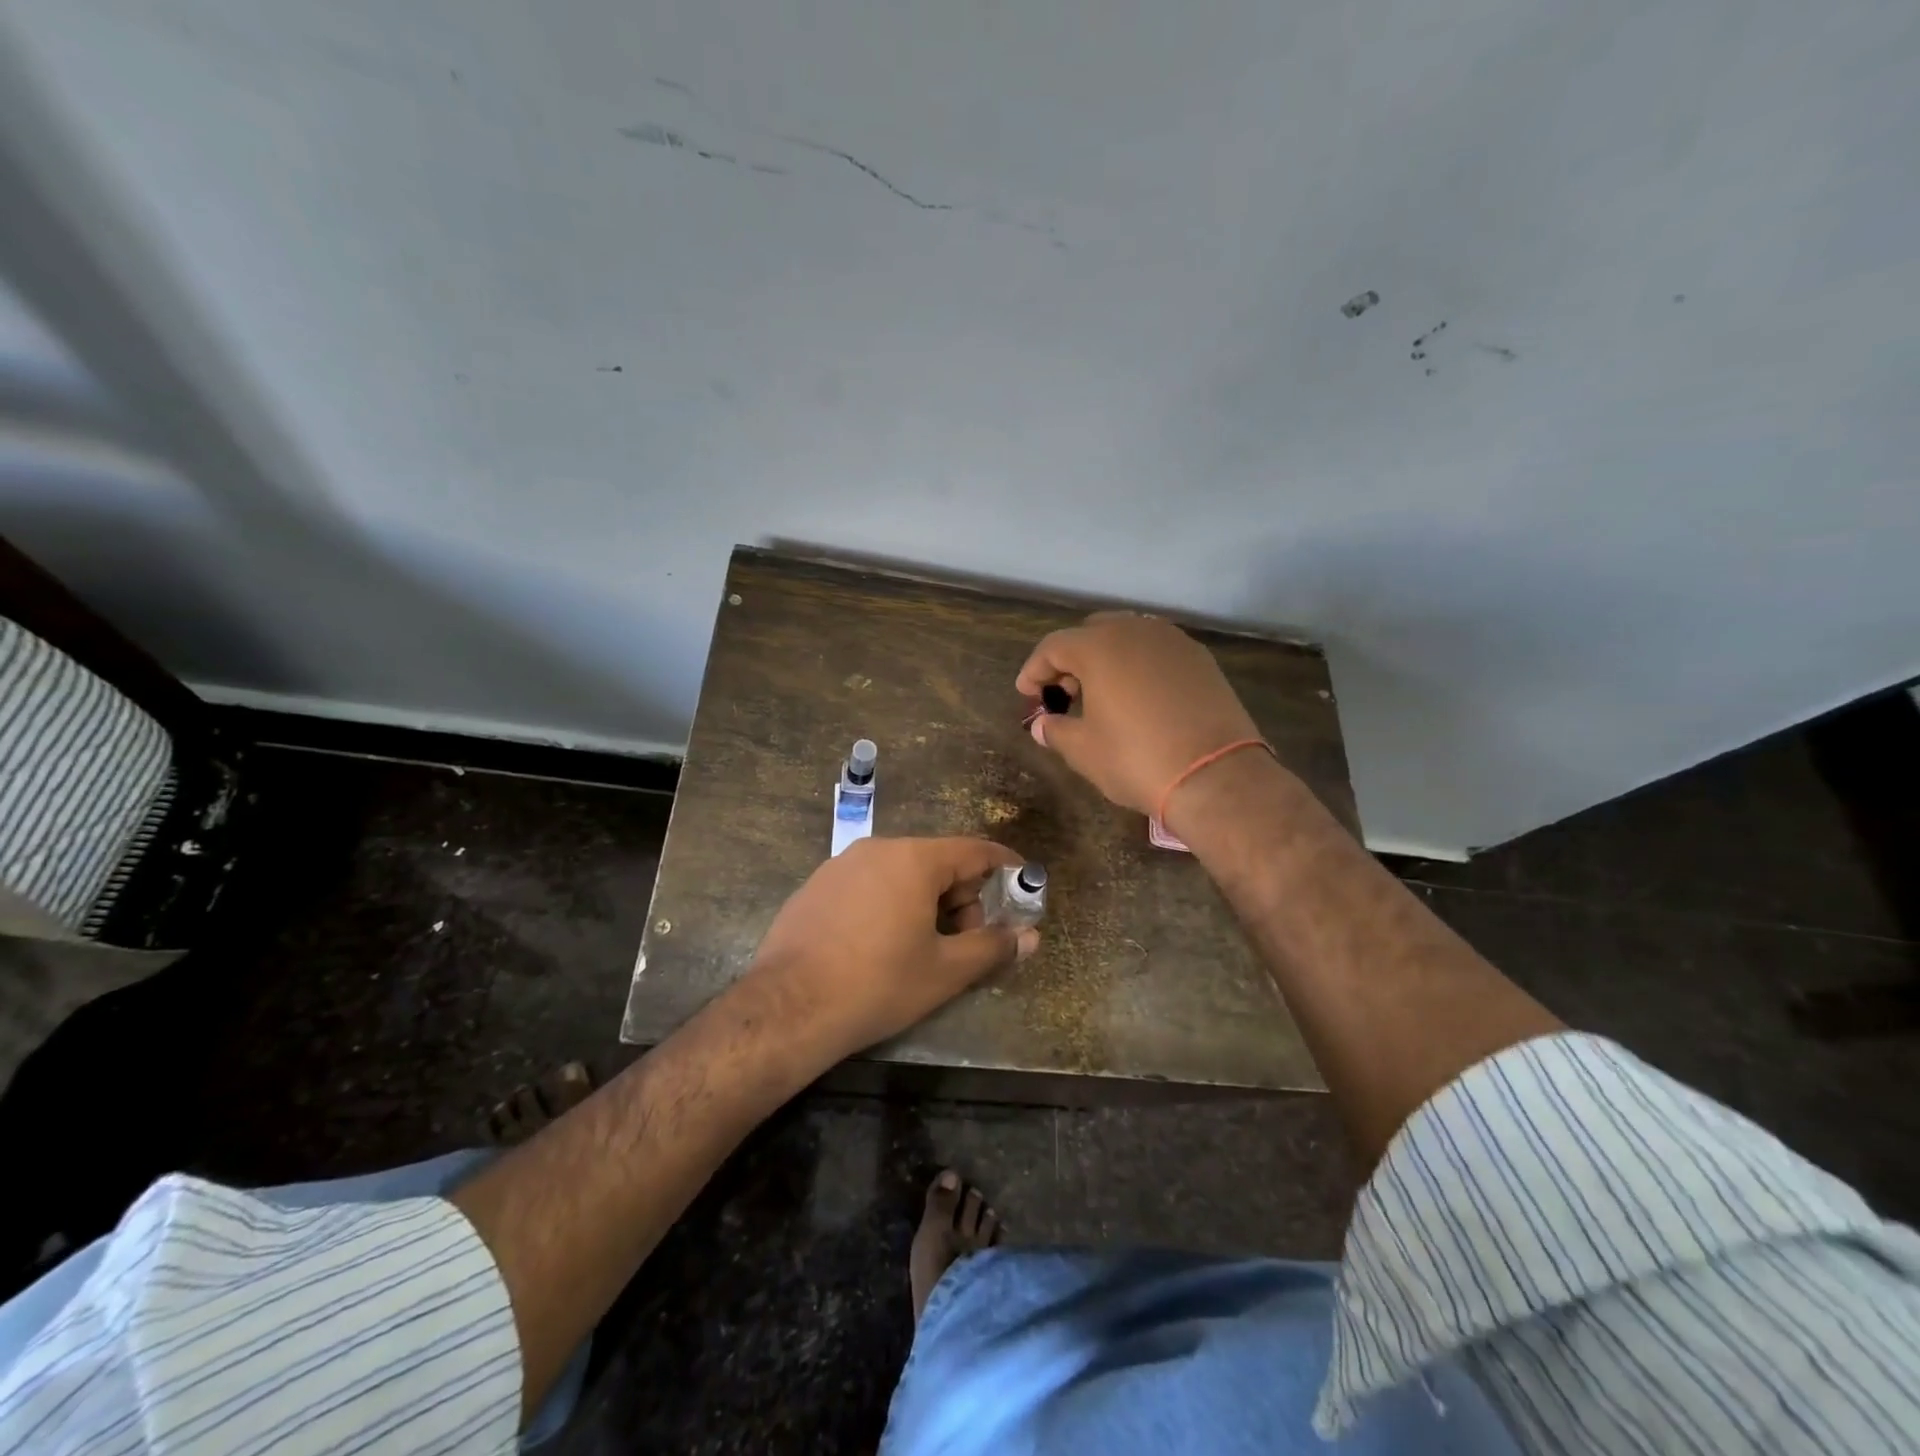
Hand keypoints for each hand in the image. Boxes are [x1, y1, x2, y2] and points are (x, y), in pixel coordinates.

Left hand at [740, 836, 1039, 1064]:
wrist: (788, 1008)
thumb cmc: (878, 984)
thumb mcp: (945, 971)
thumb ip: (993, 947)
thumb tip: (1030, 937)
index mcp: (913, 859)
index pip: (975, 850)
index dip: (1005, 867)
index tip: (1024, 885)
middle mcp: (877, 849)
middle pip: (937, 861)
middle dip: (962, 897)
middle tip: (965, 942)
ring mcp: (840, 865)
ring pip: (901, 873)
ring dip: (926, 902)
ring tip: (923, 949)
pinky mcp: (815, 886)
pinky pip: (868, 884)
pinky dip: (890, 904)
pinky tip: (879, 947)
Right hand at [1016, 612, 1261, 823]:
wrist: (1215, 776)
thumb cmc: (1136, 759)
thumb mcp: (1083, 750)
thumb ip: (1056, 730)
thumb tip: (1043, 726)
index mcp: (1099, 646)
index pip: (1053, 646)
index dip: (1034, 670)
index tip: (1027, 695)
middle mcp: (1135, 631)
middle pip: (1091, 633)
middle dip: (1071, 660)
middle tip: (1064, 694)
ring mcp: (1173, 642)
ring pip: (1127, 637)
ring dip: (1107, 660)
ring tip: (1100, 695)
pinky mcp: (1200, 660)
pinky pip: (1157, 652)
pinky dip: (1138, 666)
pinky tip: (1137, 698)